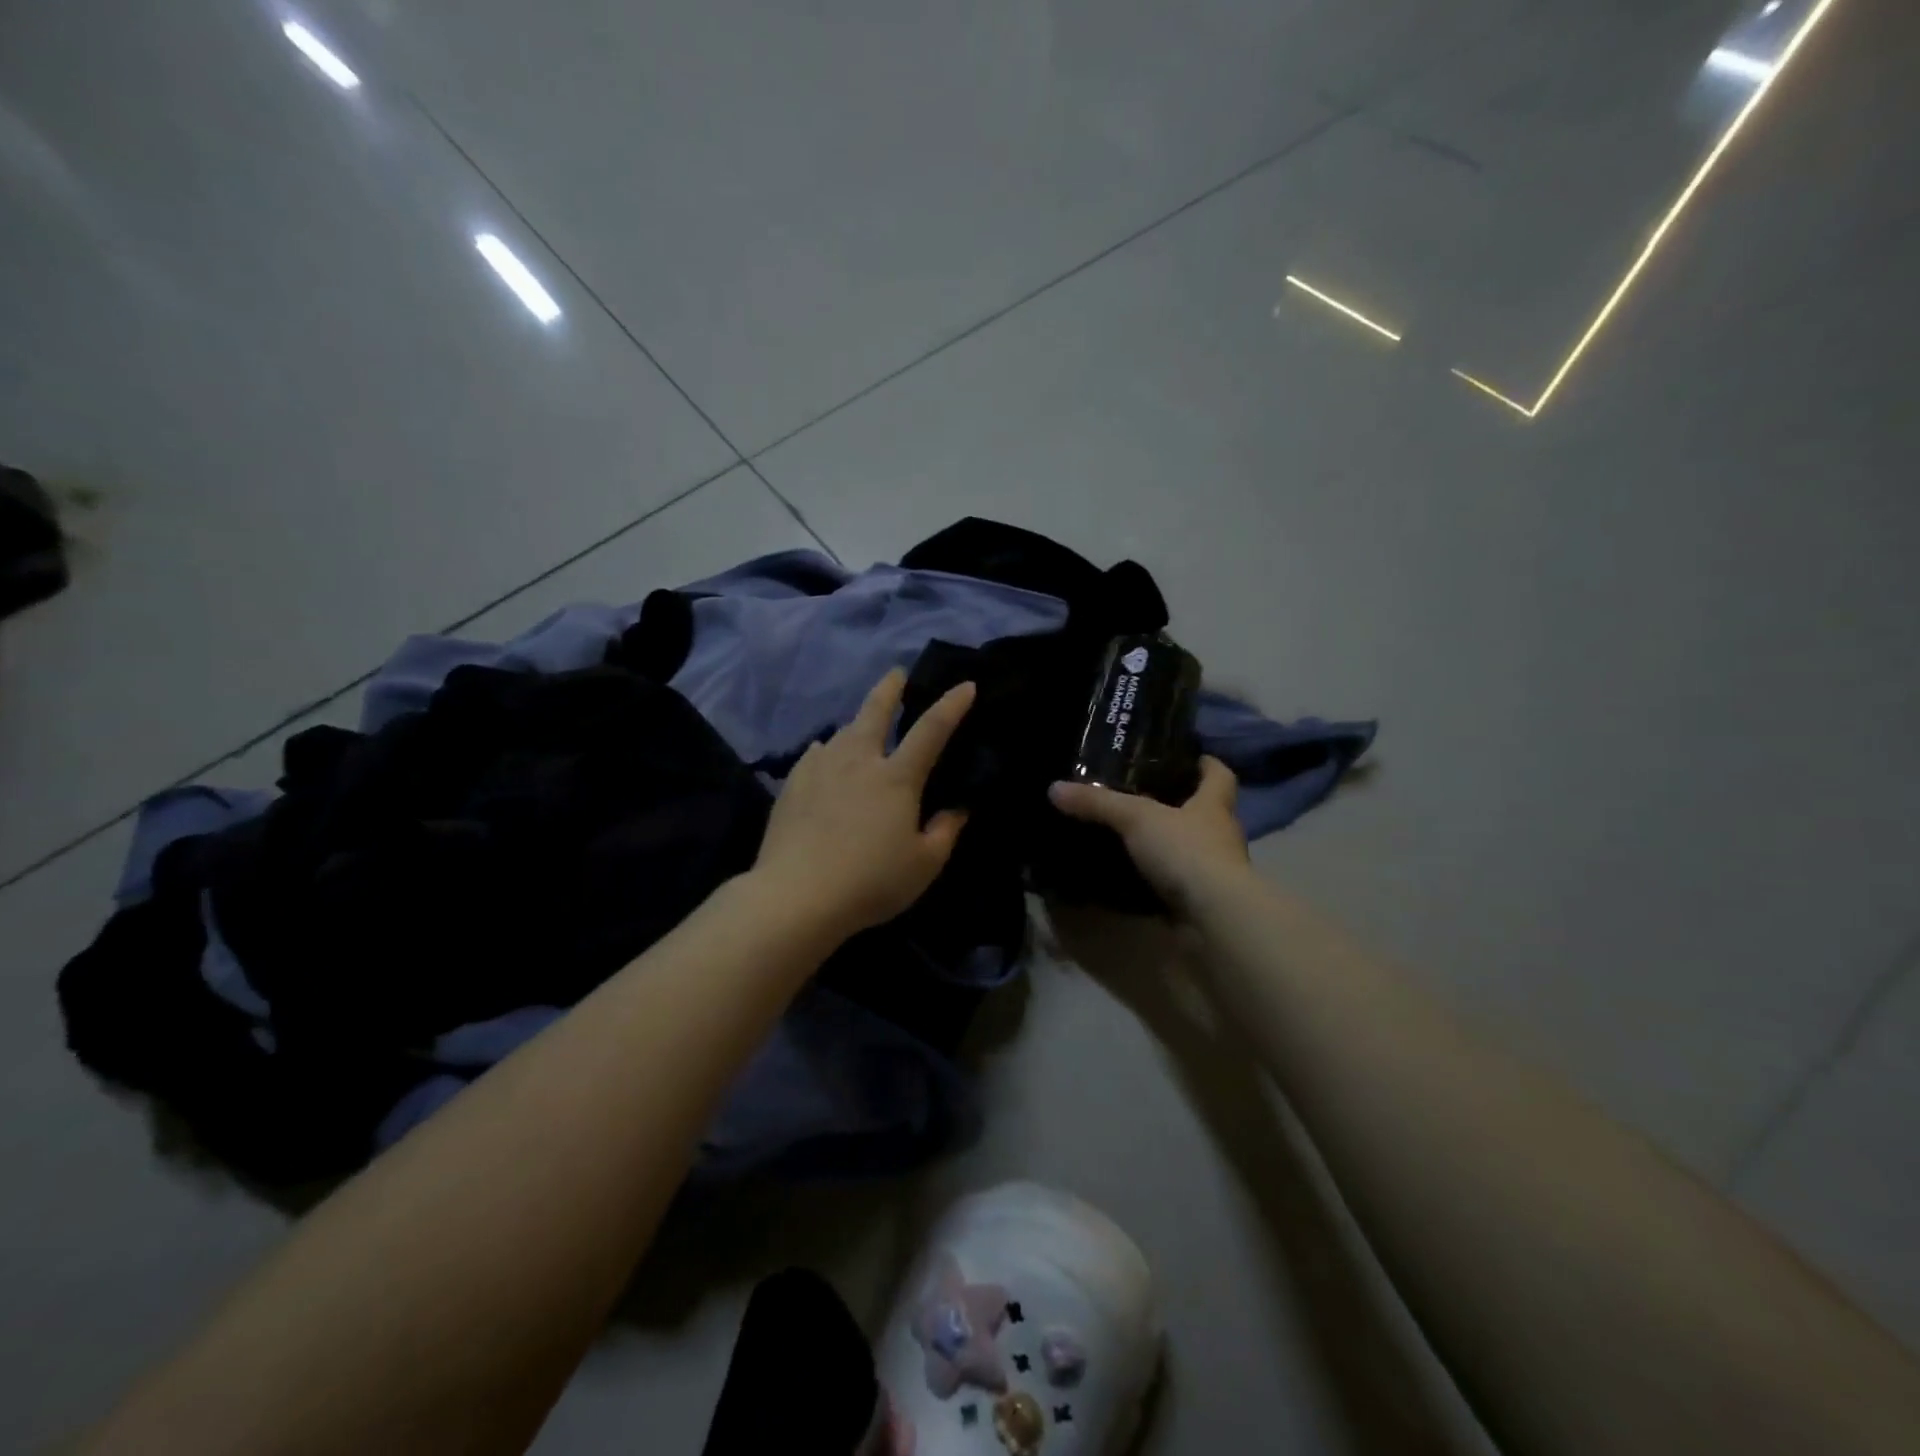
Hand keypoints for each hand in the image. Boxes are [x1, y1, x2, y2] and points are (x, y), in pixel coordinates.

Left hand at [752, 669, 975, 938]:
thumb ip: (945, 832)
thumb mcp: (923, 865)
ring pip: (842, 732)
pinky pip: (815, 754)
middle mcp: (859, 761)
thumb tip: (958, 808)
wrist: (796, 895)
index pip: (931, 730)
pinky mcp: (793, 784)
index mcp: (897, 777)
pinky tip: (824, 754)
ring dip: (857, 722)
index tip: (965, 685)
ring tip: (862, 724)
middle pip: (875, 712)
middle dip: (889, 688)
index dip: (951, 706)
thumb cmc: (870, 881)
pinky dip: (827, 750)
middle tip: (896, 673)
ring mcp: (821, 769)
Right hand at [1049, 756, 1251, 915]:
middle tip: (1142, 795)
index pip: (1219, 775)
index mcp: (1214, 805)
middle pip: (1205, 811)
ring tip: (1130, 835)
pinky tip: (1132, 875)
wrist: (1214, 916)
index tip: (1187, 756)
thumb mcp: (1135, 818)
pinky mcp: (1202, 900)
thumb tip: (1054, 788)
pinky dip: (1159, 878)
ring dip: (1168, 843)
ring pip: (1191, 848)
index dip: (1205, 763)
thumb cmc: (1186, 851)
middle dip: (1179, 803)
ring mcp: (1215, 871)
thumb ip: (1097, 803)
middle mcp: (1220, 834)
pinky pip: (1178, 881)